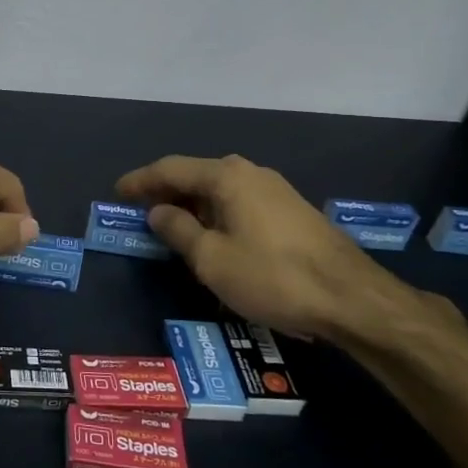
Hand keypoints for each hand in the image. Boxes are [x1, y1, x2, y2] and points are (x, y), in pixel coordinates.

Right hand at [117, 154, 426, 342]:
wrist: (352, 298)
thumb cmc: (272, 276)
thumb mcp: (211, 259)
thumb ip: (178, 230)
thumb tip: (158, 211)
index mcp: (226, 176)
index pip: (170, 169)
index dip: (140, 181)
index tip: (116, 192)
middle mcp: (250, 173)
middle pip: (196, 175)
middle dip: (165, 191)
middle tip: (139, 210)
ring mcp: (275, 190)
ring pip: (219, 189)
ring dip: (191, 204)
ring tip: (170, 224)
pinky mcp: (291, 211)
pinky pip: (239, 202)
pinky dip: (215, 213)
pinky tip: (211, 235)